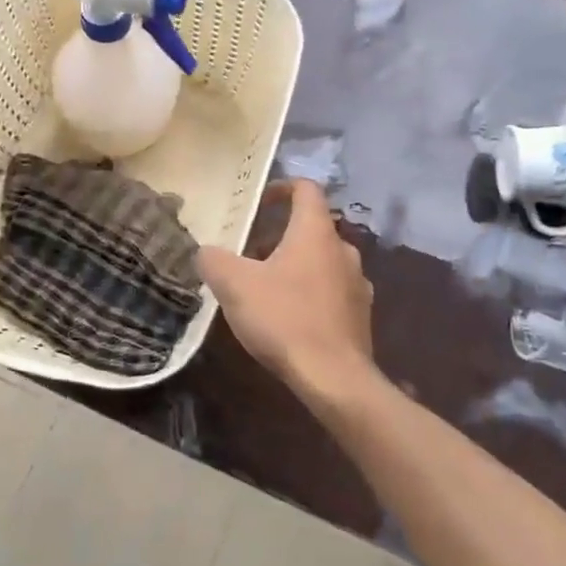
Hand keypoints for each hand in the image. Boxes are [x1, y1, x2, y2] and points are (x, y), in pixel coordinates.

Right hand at [197, 179, 376, 398]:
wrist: (334, 377)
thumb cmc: (284, 319)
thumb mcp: (234, 285)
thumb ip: (214, 260)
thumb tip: (206, 251)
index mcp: (316, 232)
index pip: (306, 189)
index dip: (281, 187)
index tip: (258, 202)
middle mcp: (344, 250)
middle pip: (311, 228)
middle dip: (279, 235)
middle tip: (249, 254)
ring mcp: (358, 283)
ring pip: (322, 261)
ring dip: (295, 265)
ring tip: (265, 288)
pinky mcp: (360, 315)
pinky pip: (332, 290)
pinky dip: (310, 293)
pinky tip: (289, 317)